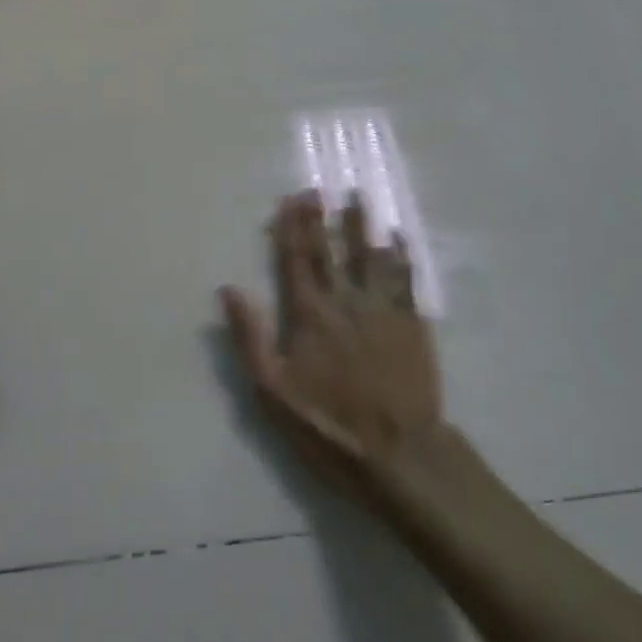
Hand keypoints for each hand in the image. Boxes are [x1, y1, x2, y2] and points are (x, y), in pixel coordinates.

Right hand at [221, 192, 444, 495]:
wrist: (399, 453)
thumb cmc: (328, 426)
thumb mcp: (272, 391)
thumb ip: (250, 337)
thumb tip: (229, 289)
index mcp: (309, 314)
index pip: (296, 259)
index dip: (292, 226)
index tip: (291, 198)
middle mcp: (345, 300)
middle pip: (331, 249)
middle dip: (322, 216)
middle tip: (319, 187)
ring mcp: (382, 308)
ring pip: (370, 255)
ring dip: (362, 224)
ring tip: (358, 195)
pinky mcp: (412, 322)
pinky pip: (406, 278)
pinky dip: (401, 255)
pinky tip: (398, 237)